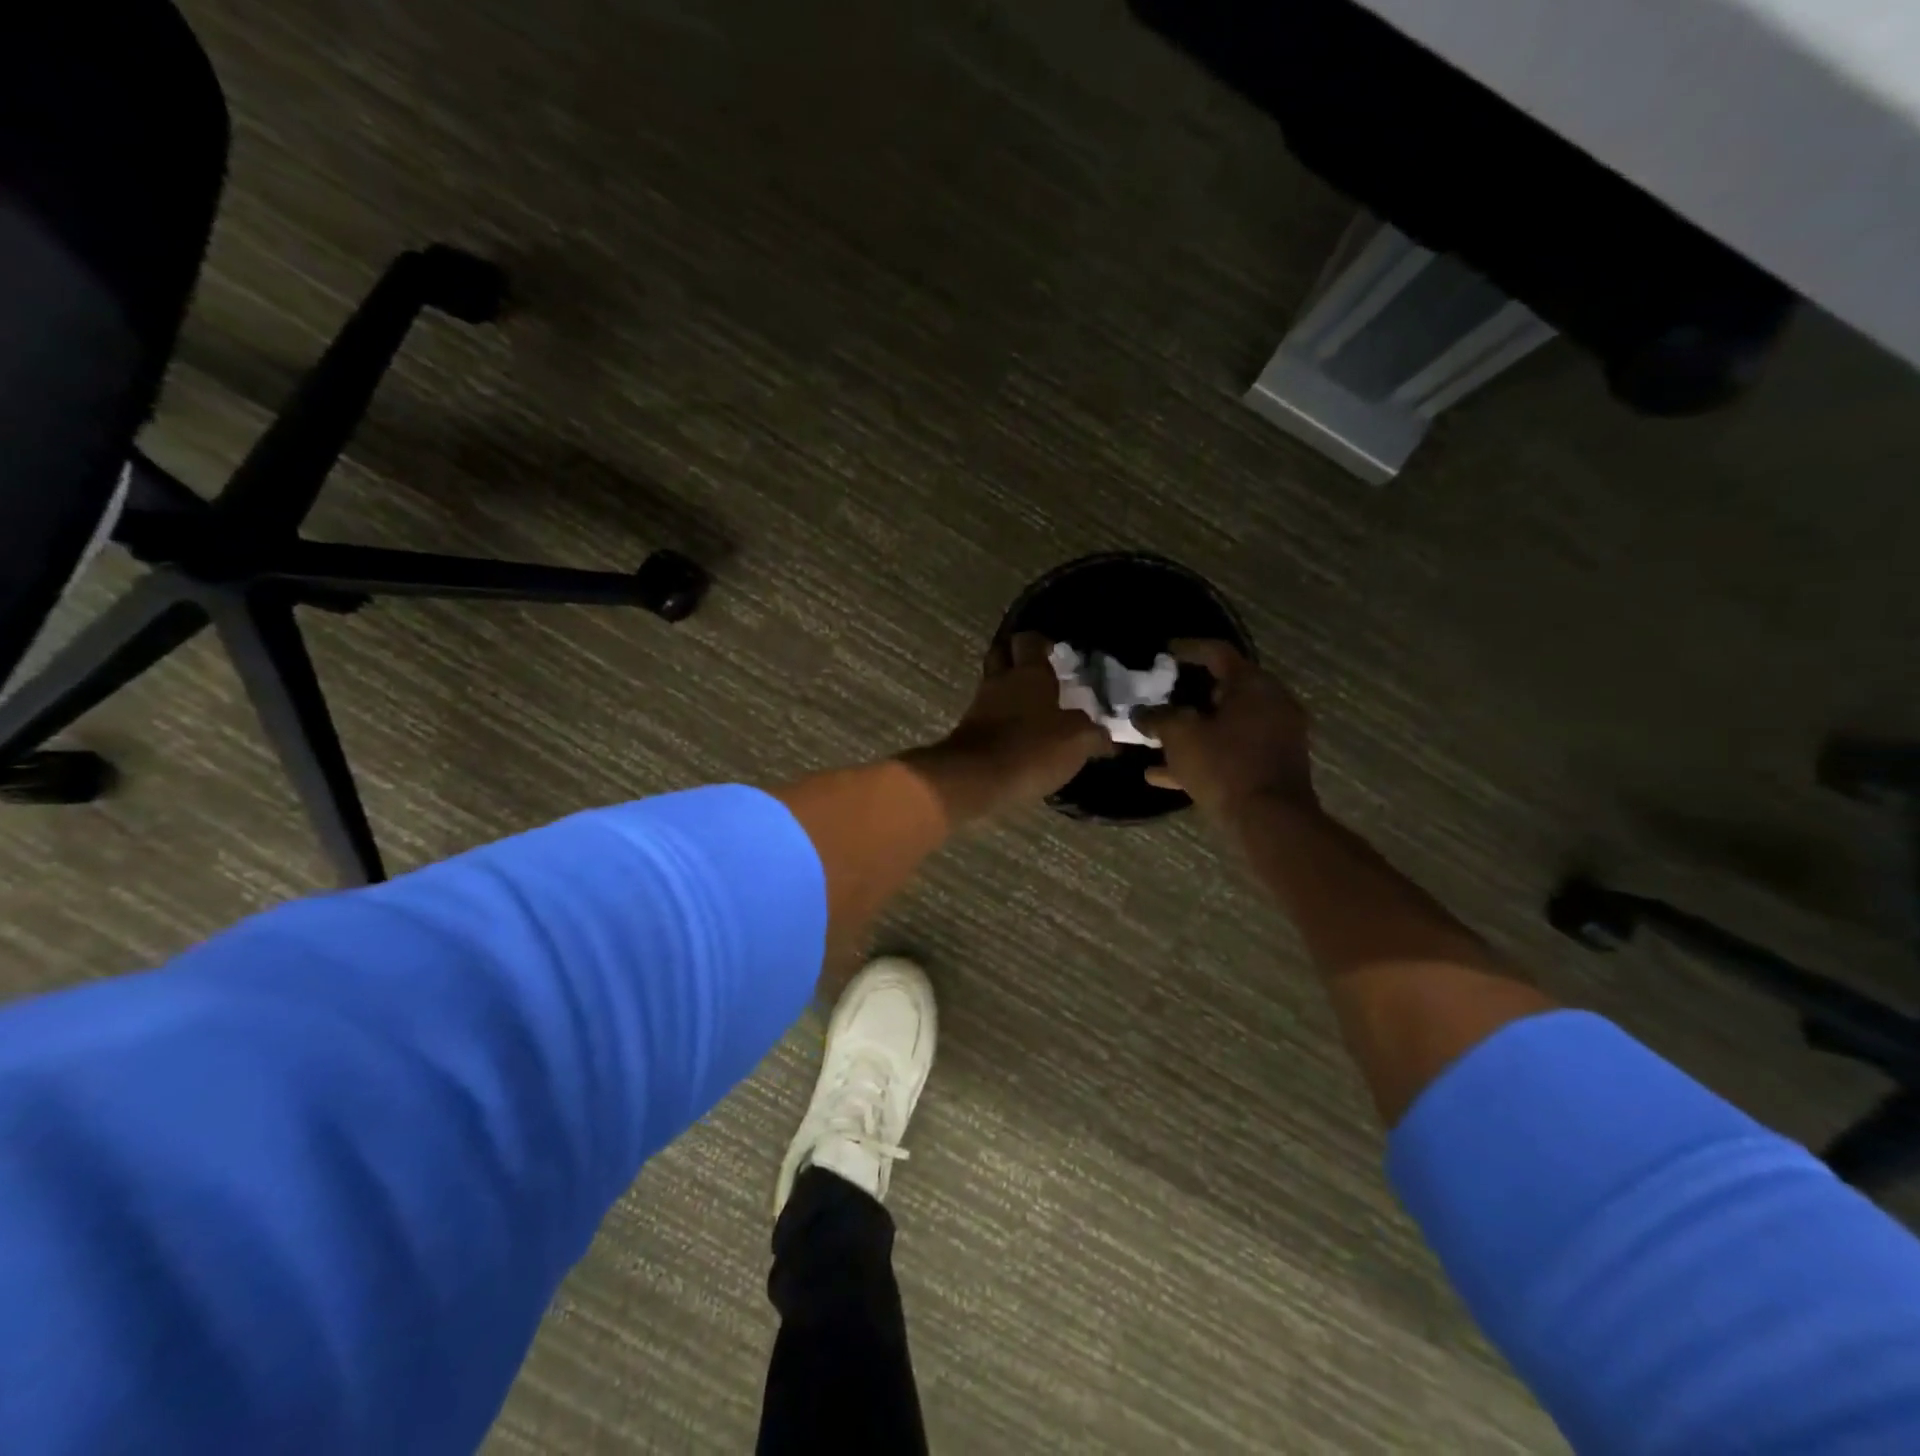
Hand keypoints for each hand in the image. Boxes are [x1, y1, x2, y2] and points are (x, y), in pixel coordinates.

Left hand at [901, 633, 1110, 824]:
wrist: (976, 779)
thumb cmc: (1031, 748)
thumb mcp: (1077, 741)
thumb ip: (1093, 734)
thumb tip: (1104, 737)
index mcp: (1028, 673)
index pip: (1029, 640)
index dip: (1040, 641)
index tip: (1053, 649)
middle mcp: (1000, 682)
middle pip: (1001, 656)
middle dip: (1016, 659)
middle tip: (1038, 673)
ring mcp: (979, 707)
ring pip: (994, 689)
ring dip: (1009, 694)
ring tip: (1033, 710)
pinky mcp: (968, 734)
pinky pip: (988, 718)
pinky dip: (1001, 722)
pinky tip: (1018, 737)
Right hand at [1139, 641, 1316, 817]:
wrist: (1271, 821)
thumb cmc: (1225, 766)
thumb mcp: (1180, 736)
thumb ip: (1157, 718)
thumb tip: (1141, 713)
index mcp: (1253, 685)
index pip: (1217, 653)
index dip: (1187, 649)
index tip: (1164, 652)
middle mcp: (1271, 704)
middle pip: (1223, 689)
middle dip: (1187, 695)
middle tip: (1159, 698)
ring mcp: (1275, 736)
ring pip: (1225, 725)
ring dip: (1192, 730)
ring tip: (1156, 740)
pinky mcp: (1272, 766)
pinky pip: (1231, 751)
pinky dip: (1203, 755)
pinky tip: (1163, 775)